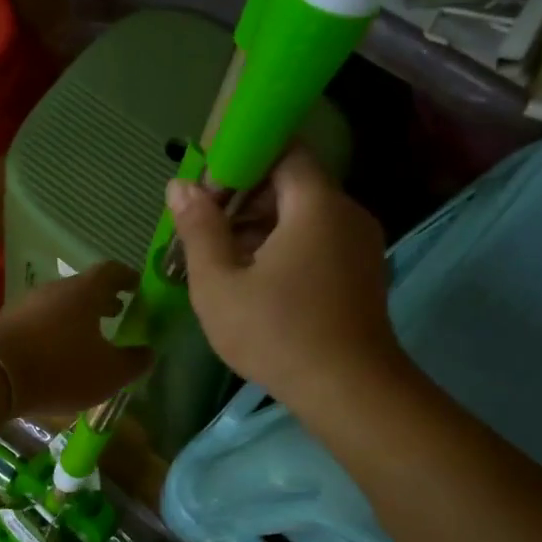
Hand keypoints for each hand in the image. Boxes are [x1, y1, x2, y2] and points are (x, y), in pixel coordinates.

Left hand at [0, 263, 150, 417]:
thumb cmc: (60, 367)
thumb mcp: (108, 373)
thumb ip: (134, 362)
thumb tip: (149, 352)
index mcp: (85, 291)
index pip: (111, 271)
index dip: (128, 277)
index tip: (138, 287)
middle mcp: (55, 289)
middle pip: (83, 287)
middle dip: (102, 299)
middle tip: (117, 312)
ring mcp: (27, 304)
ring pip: (60, 303)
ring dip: (77, 315)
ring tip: (89, 336)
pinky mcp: (7, 323)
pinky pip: (39, 320)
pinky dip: (55, 330)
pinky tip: (57, 352)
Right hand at [169, 148, 403, 414]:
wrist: (350, 392)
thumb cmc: (277, 334)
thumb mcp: (219, 283)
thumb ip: (198, 228)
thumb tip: (180, 185)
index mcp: (316, 204)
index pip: (283, 149)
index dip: (241, 160)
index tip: (208, 191)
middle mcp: (347, 213)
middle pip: (292, 183)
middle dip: (245, 198)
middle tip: (207, 230)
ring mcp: (360, 244)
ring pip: (304, 215)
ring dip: (262, 227)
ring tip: (223, 260)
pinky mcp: (362, 272)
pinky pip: (319, 240)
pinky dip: (286, 247)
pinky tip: (256, 281)